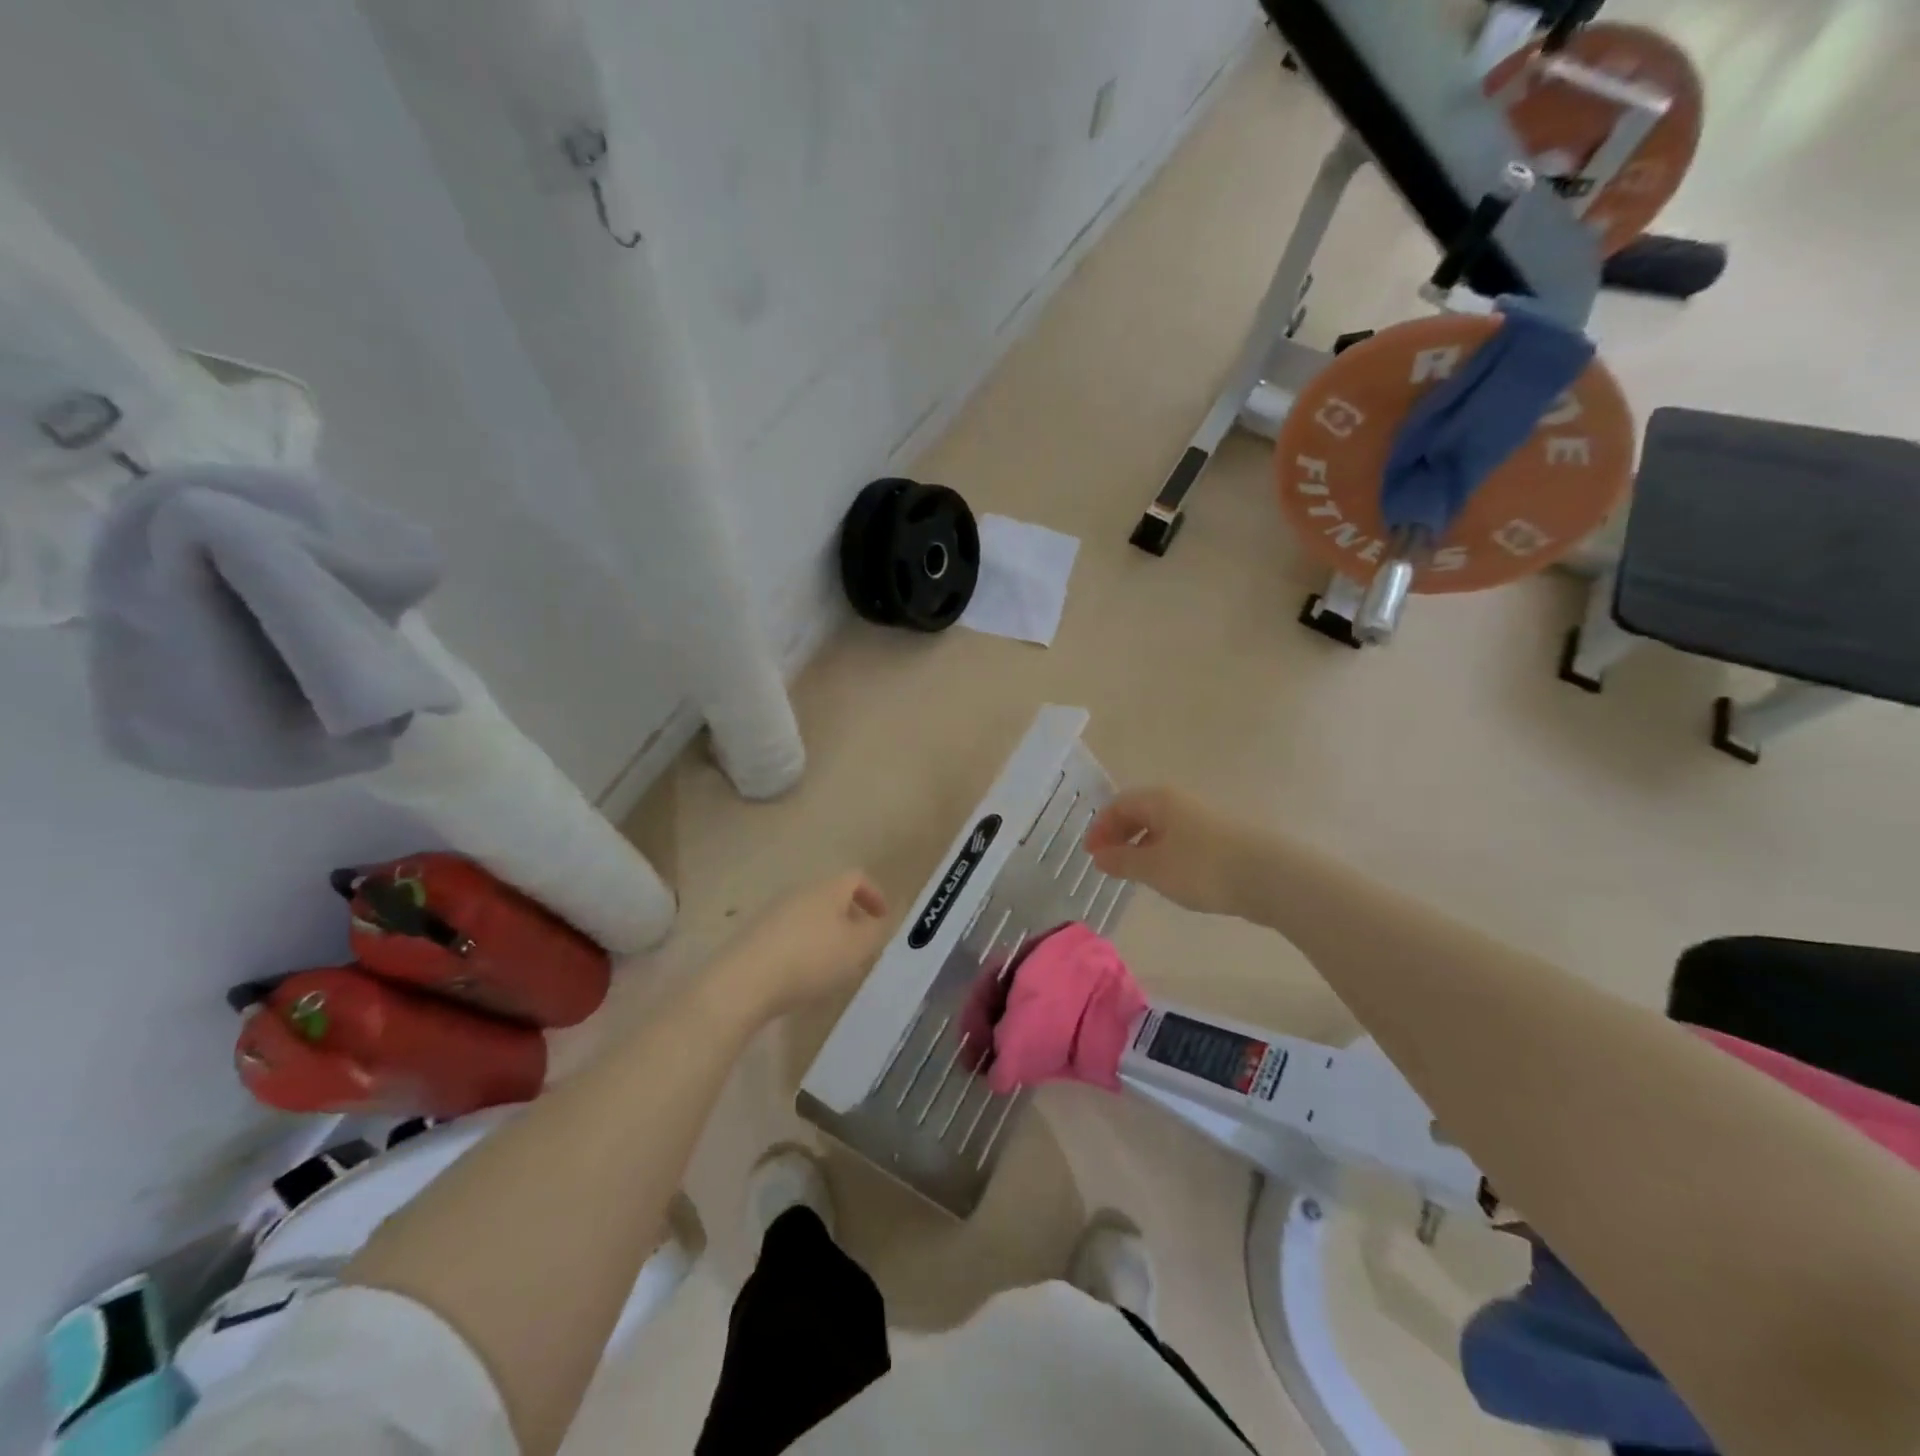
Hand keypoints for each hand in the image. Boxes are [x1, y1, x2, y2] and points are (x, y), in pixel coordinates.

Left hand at [710, 871, 890, 1021]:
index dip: (874, 895)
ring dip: (826, 933)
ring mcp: (773, 912)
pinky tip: (802, 974)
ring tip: (833, 963)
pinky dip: (803, 946)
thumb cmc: (811, 959)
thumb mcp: (857, 948)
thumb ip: (875, 932)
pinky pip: (789, 933)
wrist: (744, 981)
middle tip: (860, 944)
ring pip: (810, 915)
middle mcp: (800, 892)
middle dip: (849, 916)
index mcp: (827, 888)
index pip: (857, 877)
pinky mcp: (754, 934)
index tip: (882, 918)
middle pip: (831, 895)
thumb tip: (879, 920)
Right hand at [1084, 787, 1254, 918]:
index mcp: (1159, 800)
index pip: (1118, 805)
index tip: (1091, 855)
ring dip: (1141, 846)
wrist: (1269, 876)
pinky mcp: (1220, 838)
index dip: (1100, 828)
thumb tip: (1099, 855)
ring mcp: (1202, 818)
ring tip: (1135, 873)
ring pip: (1161, 826)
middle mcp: (1179, 801)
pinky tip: (1168, 875)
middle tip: (1108, 863)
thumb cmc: (1202, 868)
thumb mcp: (1153, 868)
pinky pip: (1179, 839)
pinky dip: (1163, 852)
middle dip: (1119, 836)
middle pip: (1139, 812)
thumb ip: (1122, 861)